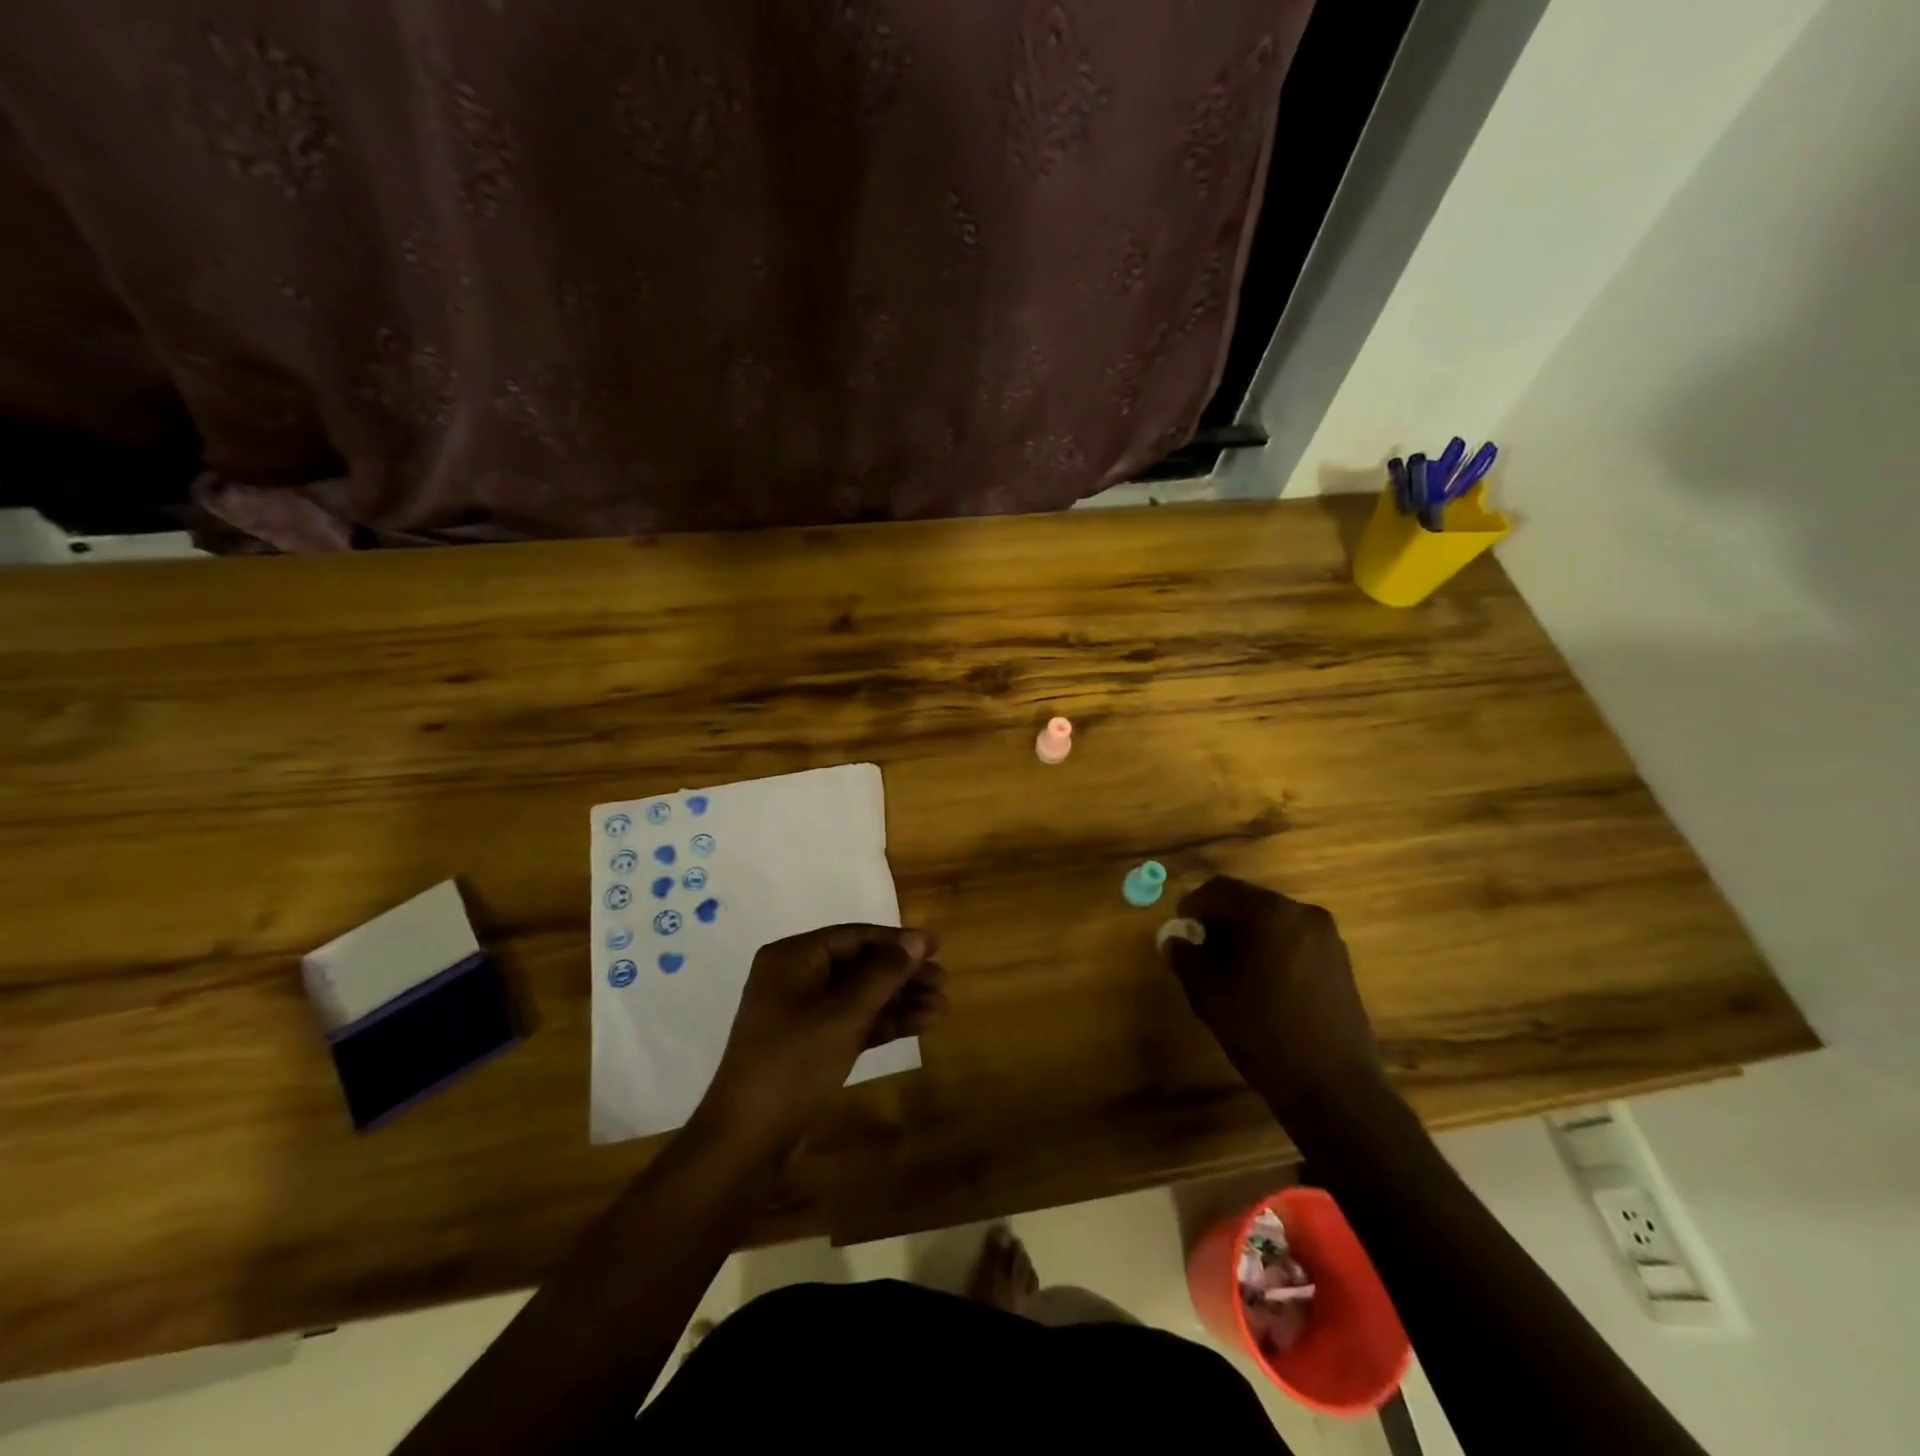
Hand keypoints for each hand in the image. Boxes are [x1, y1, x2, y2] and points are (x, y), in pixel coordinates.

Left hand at [699, 924, 946, 1146]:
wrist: (748, 1140)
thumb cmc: (793, 1064)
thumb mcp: (843, 1015)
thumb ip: (883, 975)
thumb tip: (917, 941)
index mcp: (792, 958)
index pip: (854, 936)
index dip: (897, 940)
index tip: (937, 946)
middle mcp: (796, 977)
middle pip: (860, 965)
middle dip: (902, 974)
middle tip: (944, 981)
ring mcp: (803, 1013)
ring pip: (861, 996)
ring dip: (900, 1000)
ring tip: (942, 1008)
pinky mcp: (813, 1044)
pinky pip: (854, 1021)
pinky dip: (885, 1022)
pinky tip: (922, 1025)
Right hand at [1162, 876, 1385, 1120]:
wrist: (1333, 1087)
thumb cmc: (1263, 1032)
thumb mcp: (1211, 994)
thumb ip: (1187, 958)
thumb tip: (1174, 940)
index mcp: (1269, 913)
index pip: (1220, 889)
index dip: (1193, 905)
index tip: (1180, 929)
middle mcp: (1302, 913)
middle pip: (1249, 902)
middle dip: (1221, 920)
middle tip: (1200, 949)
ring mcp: (1327, 937)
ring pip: (1273, 921)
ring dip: (1247, 935)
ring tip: (1229, 968)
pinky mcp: (1340, 962)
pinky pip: (1294, 940)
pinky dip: (1272, 948)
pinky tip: (1261, 982)